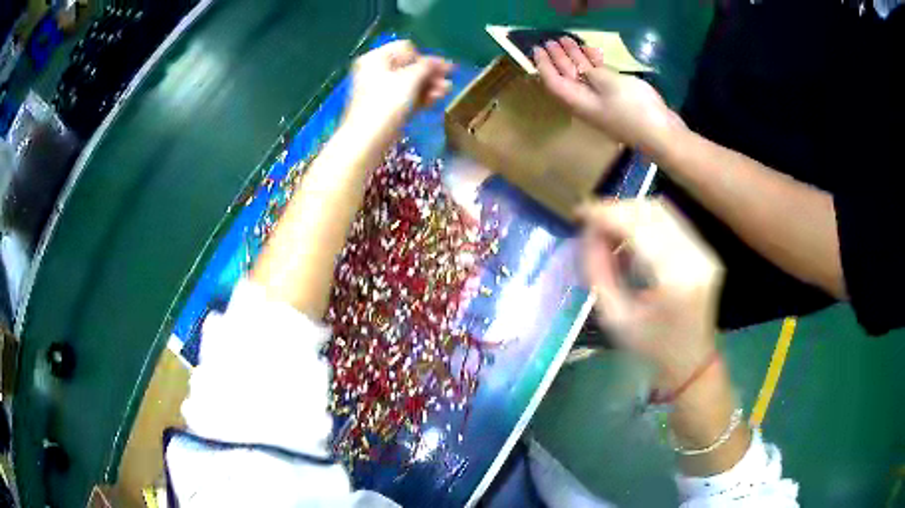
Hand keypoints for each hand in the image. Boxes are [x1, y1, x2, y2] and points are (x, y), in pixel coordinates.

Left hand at [344, 40, 452, 141]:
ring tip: (446, 92)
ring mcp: (379, 91)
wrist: (367, 140)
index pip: (405, 48)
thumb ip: (428, 66)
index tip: (440, 69)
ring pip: (409, 83)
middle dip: (430, 73)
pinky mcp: (385, 108)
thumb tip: (440, 62)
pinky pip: (406, 97)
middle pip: (408, 66)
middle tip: (448, 80)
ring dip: (429, 86)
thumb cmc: (386, 103)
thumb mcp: (410, 79)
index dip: (424, 57)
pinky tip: (436, 100)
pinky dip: (420, 97)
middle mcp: (376, 71)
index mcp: (376, 58)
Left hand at [532, 38, 683, 155]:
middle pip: (566, 78)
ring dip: (575, 59)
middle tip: (551, 41)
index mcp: (578, 102)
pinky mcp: (616, 101)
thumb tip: (579, 66)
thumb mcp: (609, 83)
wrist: (663, 136)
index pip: (553, 82)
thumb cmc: (634, 108)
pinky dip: (593, 66)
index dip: (543, 64)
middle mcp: (585, 103)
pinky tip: (592, 54)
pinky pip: (597, 80)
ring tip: (568, 40)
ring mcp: (602, 103)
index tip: (537, 48)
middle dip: (557, 59)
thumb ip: (590, 71)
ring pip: (582, 77)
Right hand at [579, 198, 723, 390]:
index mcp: (674, 279)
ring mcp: (703, 251)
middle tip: (591, 222)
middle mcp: (695, 257)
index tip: (579, 213)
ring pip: (662, 210)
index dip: (606, 214)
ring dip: (630, 212)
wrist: (691, 361)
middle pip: (651, 211)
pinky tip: (630, 235)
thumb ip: (599, 272)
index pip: (638, 228)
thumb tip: (588, 234)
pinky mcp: (705, 250)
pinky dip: (645, 220)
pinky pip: (672, 221)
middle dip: (616, 210)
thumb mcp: (615, 318)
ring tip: (608, 227)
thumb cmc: (651, 348)